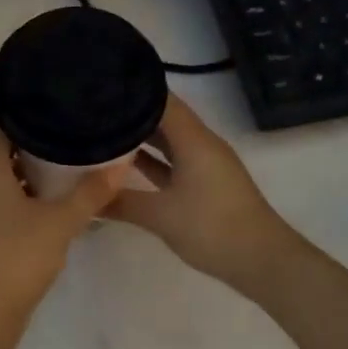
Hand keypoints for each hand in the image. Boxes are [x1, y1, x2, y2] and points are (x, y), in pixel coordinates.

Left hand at [0, 119, 122, 328]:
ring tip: (64, 157)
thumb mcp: (61, 222)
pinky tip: (49, 199)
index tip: (47, 94)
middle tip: (66, 124)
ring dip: (26, 167)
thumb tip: (122, 162)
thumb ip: (91, 192)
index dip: (18, 105)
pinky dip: (21, 192)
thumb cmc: (17, 258)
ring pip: (0, 176)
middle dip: (30, 136)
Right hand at [108, 95, 298, 293]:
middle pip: (164, 117)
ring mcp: (206, 164)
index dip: (133, 91)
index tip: (101, 87)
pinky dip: (153, 160)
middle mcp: (201, 144)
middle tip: (93, 111)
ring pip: (169, 141)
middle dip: (131, 114)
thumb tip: (86, 197)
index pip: (161, 100)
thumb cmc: (212, 228)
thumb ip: (121, 202)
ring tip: (102, 133)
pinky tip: (126, 166)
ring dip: (141, 138)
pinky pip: (174, 161)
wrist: (261, 261)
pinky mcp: (206, 184)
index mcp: (194, 140)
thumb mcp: (161, 215)